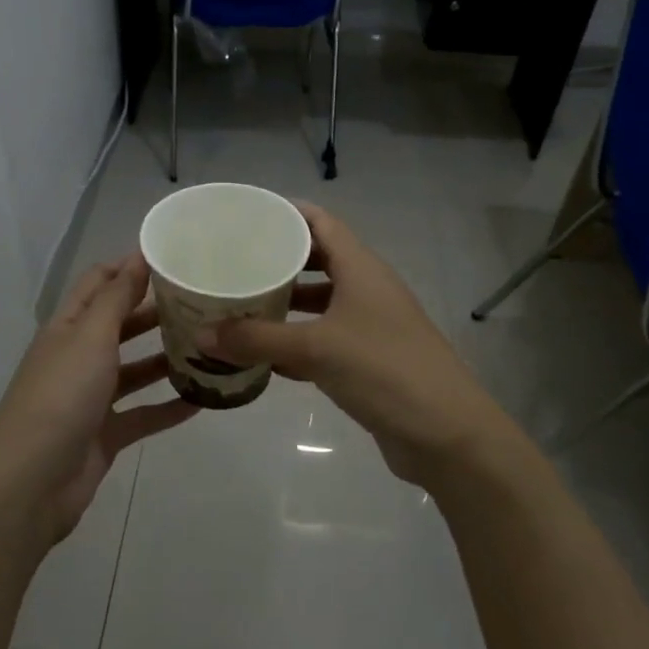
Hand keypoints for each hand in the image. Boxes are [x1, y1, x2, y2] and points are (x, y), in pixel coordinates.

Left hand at [0, 252, 196, 542]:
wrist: (31, 482)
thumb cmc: (60, 396)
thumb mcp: (90, 337)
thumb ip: (116, 298)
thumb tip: (136, 255)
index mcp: (68, 328)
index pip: (98, 285)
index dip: (129, 268)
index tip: (173, 258)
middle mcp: (78, 357)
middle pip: (120, 326)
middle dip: (156, 312)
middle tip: (203, 302)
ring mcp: (91, 398)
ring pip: (135, 370)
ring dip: (166, 359)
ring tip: (210, 347)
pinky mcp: (106, 434)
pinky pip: (144, 414)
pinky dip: (170, 407)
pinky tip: (204, 399)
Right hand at [201, 203, 508, 486]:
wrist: (446, 434)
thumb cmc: (385, 371)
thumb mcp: (316, 349)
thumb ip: (258, 339)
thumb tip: (201, 334)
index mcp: (362, 269)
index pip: (321, 222)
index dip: (286, 214)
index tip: (244, 217)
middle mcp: (367, 290)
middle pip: (319, 261)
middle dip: (278, 261)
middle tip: (233, 263)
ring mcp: (371, 327)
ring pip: (321, 304)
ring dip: (286, 304)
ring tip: (240, 305)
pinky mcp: (369, 361)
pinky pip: (325, 340)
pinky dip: (296, 342)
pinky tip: (263, 355)